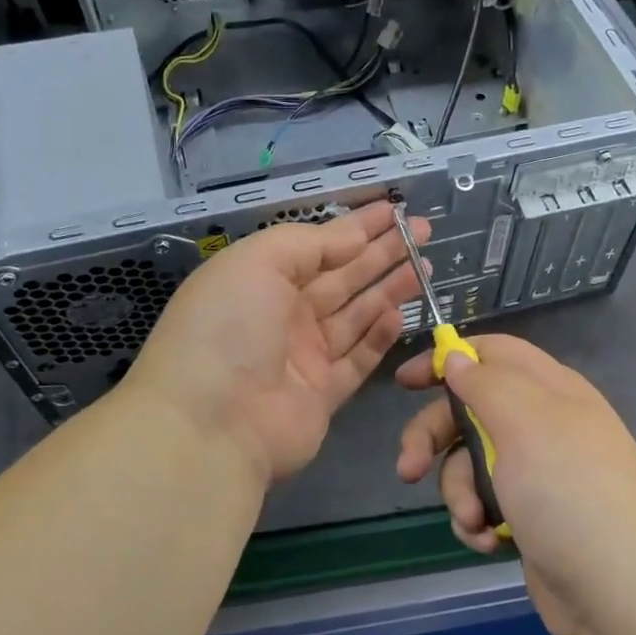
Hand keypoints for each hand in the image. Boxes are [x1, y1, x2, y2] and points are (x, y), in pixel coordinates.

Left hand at [127, 201, 428, 484]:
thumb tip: (353, 237)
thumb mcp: (259, 262)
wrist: (211, 424)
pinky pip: (358, 358)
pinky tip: (399, 314)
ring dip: (388, 289)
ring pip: (355, 315)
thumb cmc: (228, 328)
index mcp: (260, 279)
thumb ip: (309, 243)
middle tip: (423, 232)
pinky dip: (379, 336)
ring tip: (424, 266)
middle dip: (382, 253)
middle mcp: (282, 314)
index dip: (357, 226)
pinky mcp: (323, 394)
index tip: (395, 209)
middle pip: (342, 277)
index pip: (318, 245)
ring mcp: (303, 356)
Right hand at [394, 335, 635, 634]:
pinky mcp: (530, 517)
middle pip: (470, 411)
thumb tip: (457, 356)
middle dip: (434, 438)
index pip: (492, 354)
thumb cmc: (570, 492)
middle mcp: (543, 425)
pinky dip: (477, 521)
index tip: (405, 382)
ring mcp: (537, 474)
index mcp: (550, 389)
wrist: (622, 594)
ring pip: (470, 463)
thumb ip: (485, 383)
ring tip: (474, 520)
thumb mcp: (525, 423)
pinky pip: (483, 503)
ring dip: (459, 491)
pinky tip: (488, 542)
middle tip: (409, 469)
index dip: (448, 360)